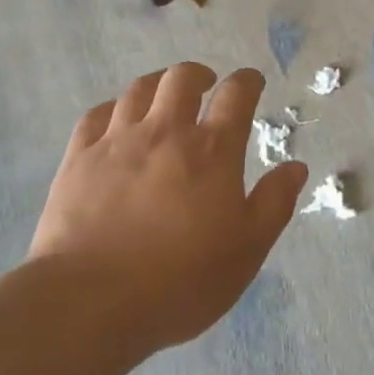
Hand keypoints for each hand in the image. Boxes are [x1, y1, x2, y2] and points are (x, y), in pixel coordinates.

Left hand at [29, 63, 308, 352]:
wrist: (91, 300)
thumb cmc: (181, 280)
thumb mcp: (247, 250)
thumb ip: (274, 203)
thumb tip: (295, 166)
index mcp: (212, 151)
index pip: (236, 95)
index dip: (247, 82)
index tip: (252, 82)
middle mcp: (165, 132)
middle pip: (182, 79)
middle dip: (199, 74)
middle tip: (206, 85)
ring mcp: (117, 141)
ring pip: (138, 90)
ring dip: (157, 84)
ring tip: (163, 95)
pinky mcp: (78, 158)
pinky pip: (95, 115)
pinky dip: (112, 108)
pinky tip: (115, 118)